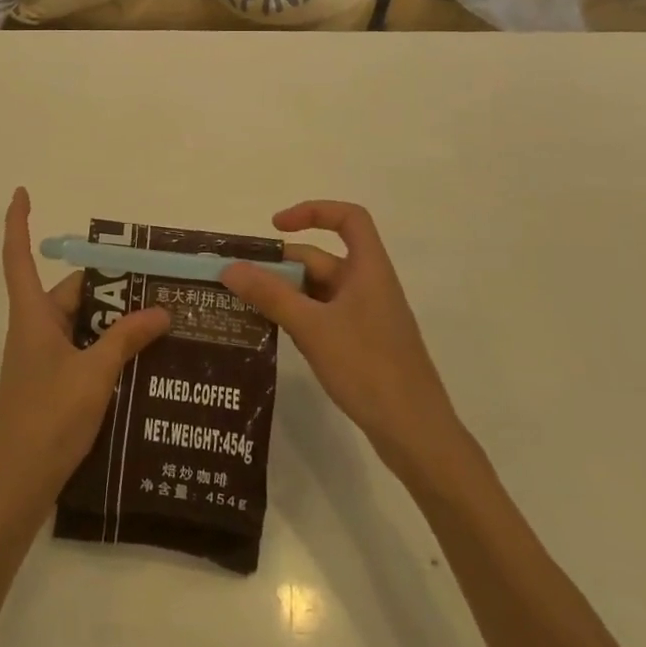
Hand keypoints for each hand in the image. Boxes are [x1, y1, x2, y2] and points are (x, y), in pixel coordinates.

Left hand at [0, 189, 170, 524]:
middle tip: (157, 286)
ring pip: (81, 324)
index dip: (17, 222)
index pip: (18, 256)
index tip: (22, 192)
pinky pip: (82, 350)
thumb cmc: (48, 417)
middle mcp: (34, 329)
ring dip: (114, 322)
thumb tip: (161, 310)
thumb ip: (127, 339)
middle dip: (109, 288)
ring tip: (161, 322)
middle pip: (71, 293)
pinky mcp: (51, 383)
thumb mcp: (94, 373)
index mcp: (32, 315)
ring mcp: (42, 358)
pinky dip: (108, 349)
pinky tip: (143, 361)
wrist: (17, 483)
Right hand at [221, 201, 463, 477]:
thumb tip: (229, 268)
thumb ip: (270, 295)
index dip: (313, 212)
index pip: (348, 218)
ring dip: (285, 293)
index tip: (276, 227)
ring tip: (246, 306)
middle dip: (281, 266)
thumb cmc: (369, 368)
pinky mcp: (362, 344)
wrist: (416, 434)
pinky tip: (274, 333)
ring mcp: (366, 317)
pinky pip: (323, 316)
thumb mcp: (312, 327)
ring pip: (318, 291)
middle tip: (239, 280)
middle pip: (321, 258)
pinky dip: (298, 317)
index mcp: (368, 270)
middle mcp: (369, 286)